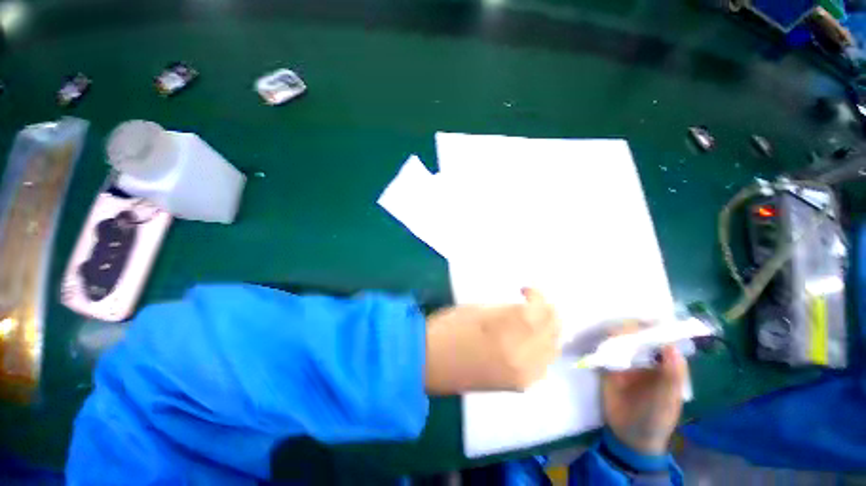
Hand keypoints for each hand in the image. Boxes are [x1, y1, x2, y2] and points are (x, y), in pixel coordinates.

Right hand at [424, 288, 559, 394]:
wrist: (429, 363)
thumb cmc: (448, 328)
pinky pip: (544, 364)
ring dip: (548, 329)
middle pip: (553, 330)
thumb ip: (507, 310)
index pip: (539, 310)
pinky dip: (543, 348)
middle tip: (533, 302)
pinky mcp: (518, 386)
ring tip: (534, 319)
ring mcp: (523, 376)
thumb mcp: (478, 309)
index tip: (525, 290)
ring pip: (553, 348)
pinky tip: (530, 340)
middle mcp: (523, 358)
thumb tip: (525, 308)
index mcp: (507, 332)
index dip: (537, 296)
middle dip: (547, 311)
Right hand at [602, 323, 687, 454]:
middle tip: (622, 321)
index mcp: (663, 365)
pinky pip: (604, 352)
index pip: (660, 341)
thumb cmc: (657, 417)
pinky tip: (597, 337)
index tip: (646, 317)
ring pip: (619, 342)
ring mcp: (624, 363)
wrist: (630, 435)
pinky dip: (601, 344)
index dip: (654, 328)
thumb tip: (670, 345)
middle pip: (637, 338)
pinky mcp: (607, 368)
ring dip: (614, 334)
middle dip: (630, 328)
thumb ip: (672, 374)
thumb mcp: (668, 398)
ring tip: (608, 327)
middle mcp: (644, 360)